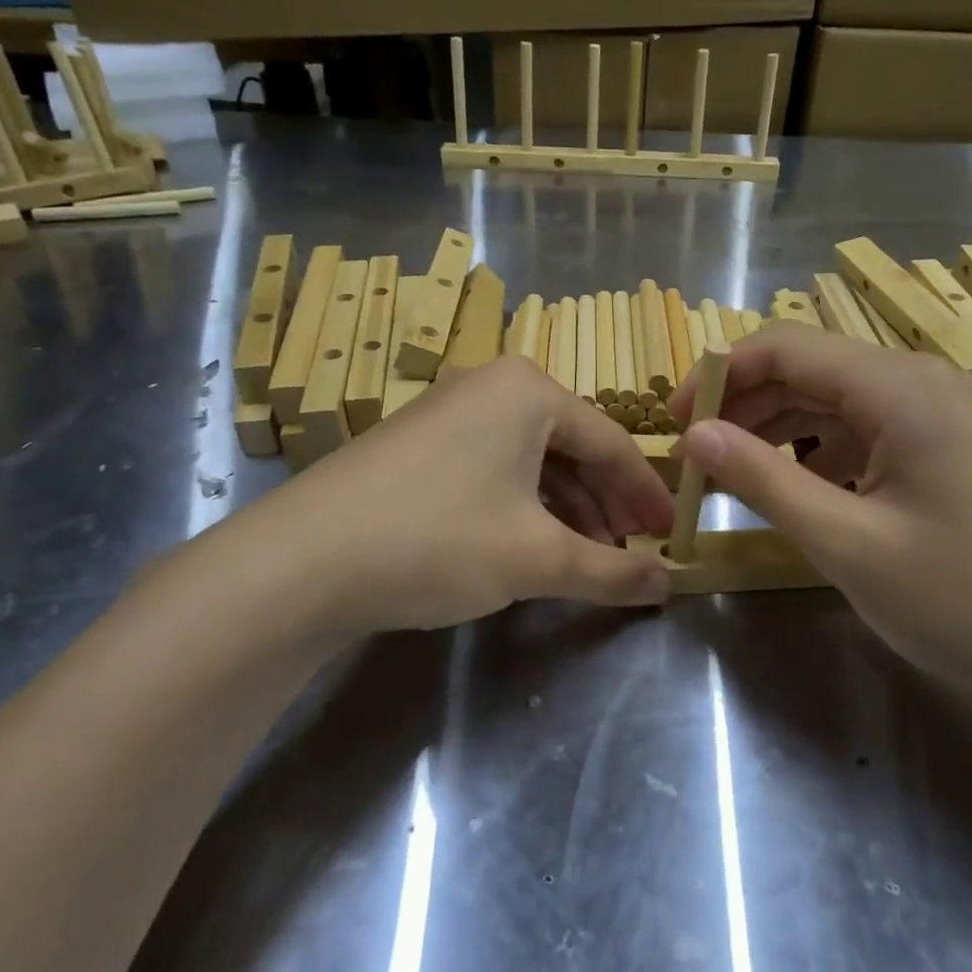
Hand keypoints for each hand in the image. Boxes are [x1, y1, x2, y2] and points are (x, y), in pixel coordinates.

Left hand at [182, 357, 674, 646]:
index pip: (611, 443)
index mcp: (528, 390)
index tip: (671, 535)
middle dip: (606, 506)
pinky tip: (532, 547)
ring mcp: (449, 413)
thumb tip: (669, 584)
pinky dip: (523, 509)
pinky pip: (493, 470)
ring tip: (589, 560)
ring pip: (531, 462)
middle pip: (572, 449)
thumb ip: (611, 572)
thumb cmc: (438, 539)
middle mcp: (491, 387)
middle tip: (634, 553)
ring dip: (566, 511)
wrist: (300, 562)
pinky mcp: (418, 446)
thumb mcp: (536, 558)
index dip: (645, 495)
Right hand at [668, 324, 971, 717]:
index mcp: (898, 387)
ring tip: (732, 480)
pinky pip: (862, 433)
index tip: (675, 425)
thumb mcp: (848, 543)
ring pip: (831, 403)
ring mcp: (936, 415)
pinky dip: (816, 455)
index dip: (719, 377)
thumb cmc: (969, 600)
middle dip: (743, 408)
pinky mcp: (943, 450)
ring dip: (776, 433)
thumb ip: (764, 480)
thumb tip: (693, 436)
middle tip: (696, 463)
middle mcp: (918, 382)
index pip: (783, 346)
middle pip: (806, 370)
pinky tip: (796, 494)